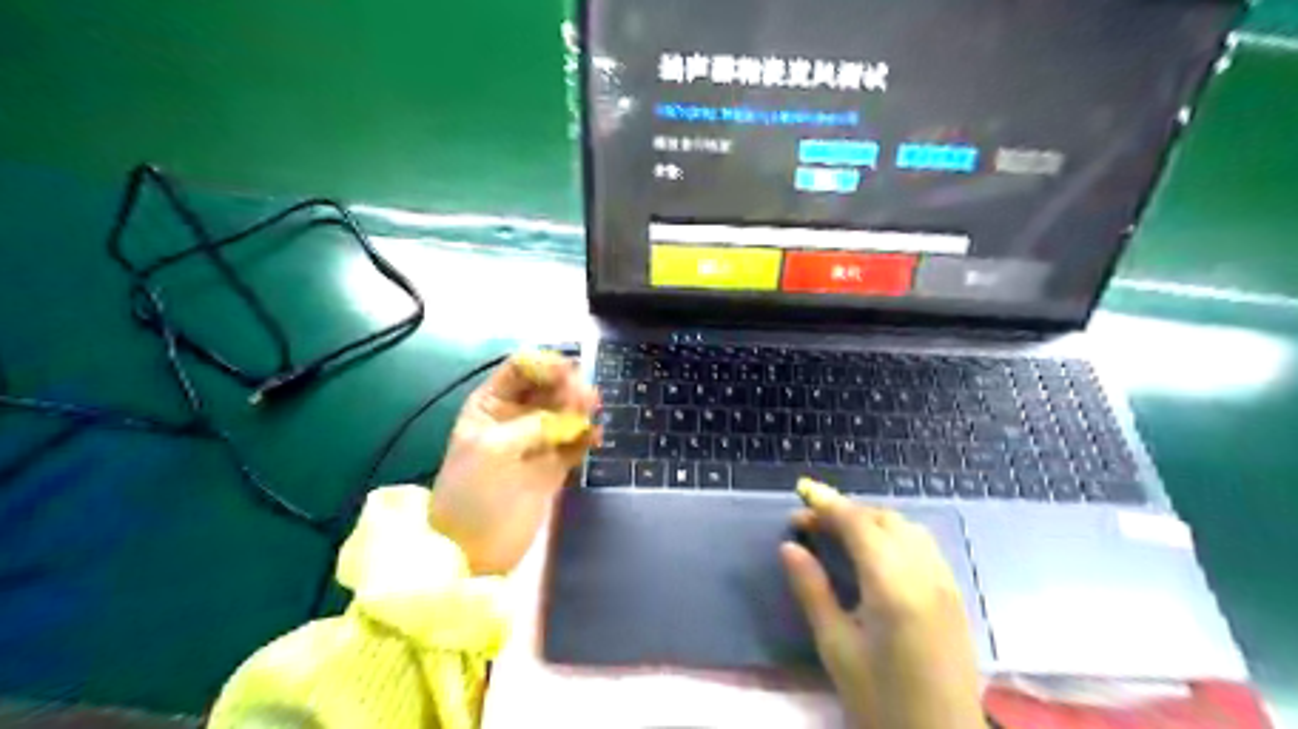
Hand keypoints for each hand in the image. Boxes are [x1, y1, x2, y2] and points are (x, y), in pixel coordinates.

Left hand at [432, 349, 600, 573]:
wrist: (473, 550)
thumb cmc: (471, 494)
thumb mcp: (493, 449)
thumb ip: (533, 424)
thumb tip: (574, 409)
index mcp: (491, 404)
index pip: (522, 369)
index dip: (546, 365)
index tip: (570, 373)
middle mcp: (515, 416)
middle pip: (549, 388)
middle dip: (569, 387)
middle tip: (587, 400)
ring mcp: (536, 441)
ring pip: (566, 412)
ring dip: (581, 410)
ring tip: (591, 417)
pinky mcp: (554, 466)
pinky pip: (576, 441)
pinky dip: (587, 436)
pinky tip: (595, 438)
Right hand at [780, 479, 984, 728]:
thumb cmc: (881, 701)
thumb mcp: (836, 648)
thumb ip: (813, 590)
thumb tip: (789, 547)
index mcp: (893, 587)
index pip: (859, 525)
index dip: (829, 504)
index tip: (801, 493)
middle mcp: (925, 574)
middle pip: (885, 519)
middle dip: (847, 510)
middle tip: (812, 522)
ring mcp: (945, 583)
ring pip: (907, 527)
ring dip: (872, 518)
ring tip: (839, 531)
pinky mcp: (954, 595)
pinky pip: (923, 544)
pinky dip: (894, 532)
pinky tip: (876, 550)